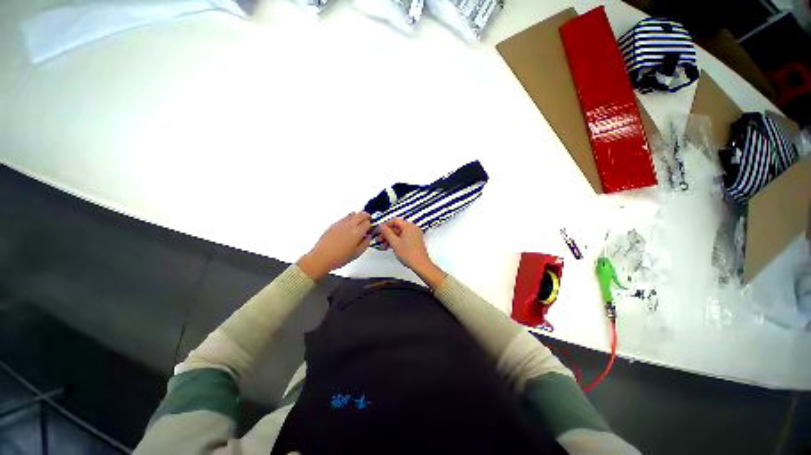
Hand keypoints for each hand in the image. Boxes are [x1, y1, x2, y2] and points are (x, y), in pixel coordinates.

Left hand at [298, 212, 371, 279]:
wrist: (321, 257)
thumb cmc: (340, 257)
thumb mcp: (357, 253)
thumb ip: (365, 243)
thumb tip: (368, 236)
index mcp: (357, 232)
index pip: (367, 222)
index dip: (370, 225)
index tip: (369, 230)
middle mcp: (350, 225)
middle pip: (361, 214)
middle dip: (366, 216)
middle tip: (367, 222)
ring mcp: (341, 223)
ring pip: (352, 214)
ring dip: (357, 217)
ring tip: (357, 225)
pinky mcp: (333, 225)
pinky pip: (344, 218)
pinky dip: (349, 220)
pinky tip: (347, 229)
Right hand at [378, 218, 445, 288]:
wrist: (420, 265)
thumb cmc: (410, 254)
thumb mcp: (394, 242)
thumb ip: (386, 232)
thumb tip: (381, 226)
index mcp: (409, 226)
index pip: (395, 220)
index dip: (386, 225)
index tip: (379, 231)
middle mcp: (413, 229)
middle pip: (396, 227)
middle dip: (387, 234)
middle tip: (379, 240)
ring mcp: (414, 235)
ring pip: (399, 234)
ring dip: (390, 239)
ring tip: (383, 246)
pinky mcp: (414, 241)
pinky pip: (403, 238)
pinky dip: (396, 242)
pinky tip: (390, 247)